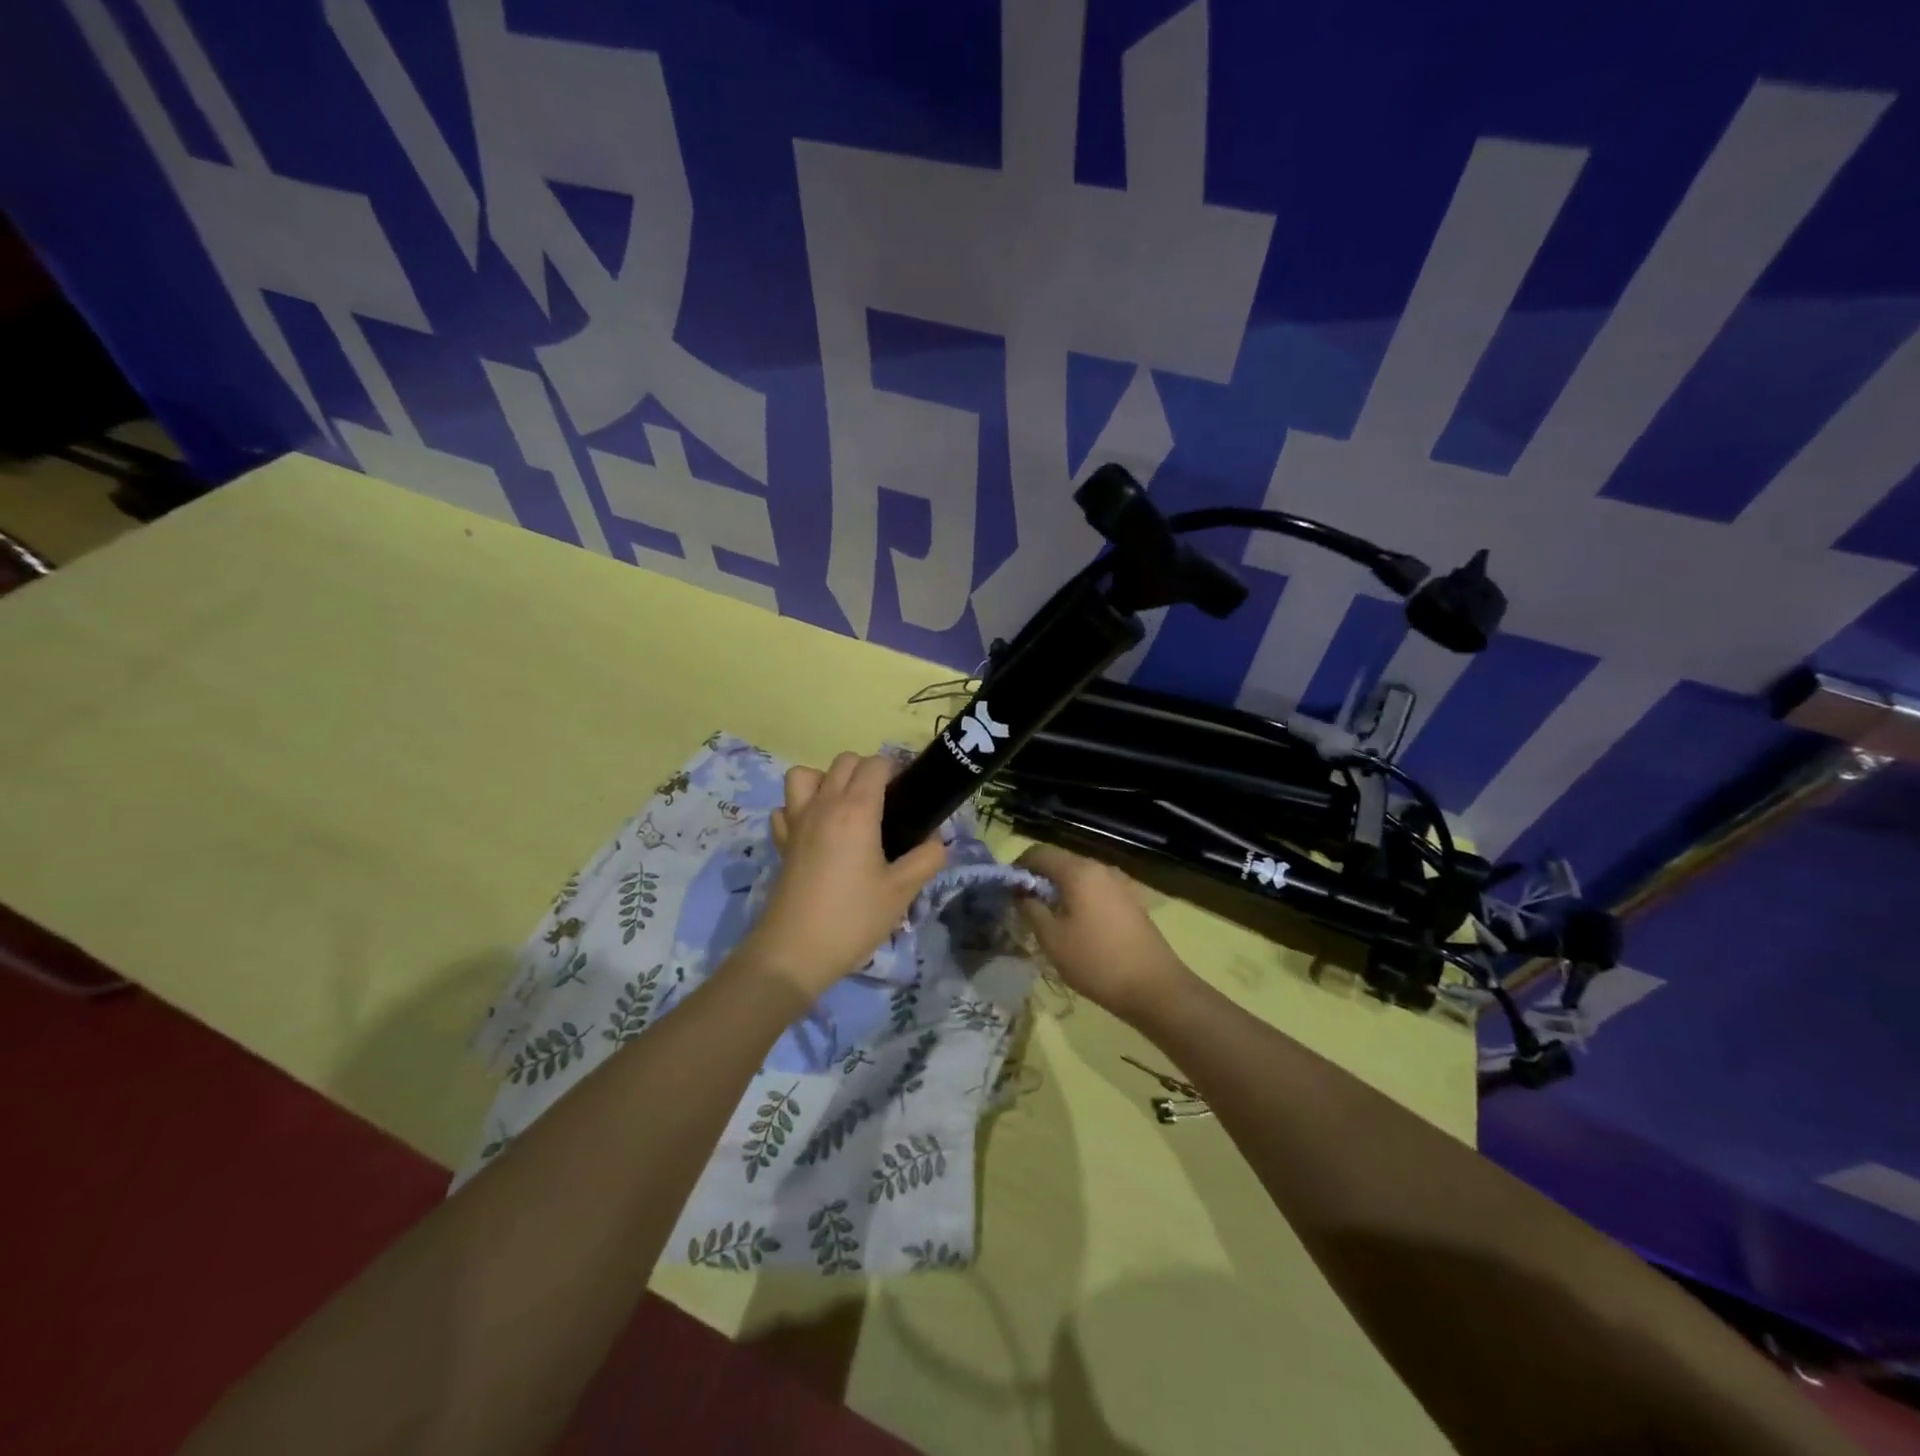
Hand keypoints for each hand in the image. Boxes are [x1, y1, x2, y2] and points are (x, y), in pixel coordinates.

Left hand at [736, 752, 946, 999]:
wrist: (795, 952)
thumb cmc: (854, 918)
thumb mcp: (903, 891)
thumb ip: (927, 858)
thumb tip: (936, 840)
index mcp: (857, 810)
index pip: (876, 764)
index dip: (896, 770)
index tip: (910, 794)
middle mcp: (824, 805)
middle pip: (844, 761)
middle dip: (867, 771)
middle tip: (886, 804)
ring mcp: (796, 821)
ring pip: (805, 775)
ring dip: (826, 780)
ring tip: (845, 808)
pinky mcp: (781, 842)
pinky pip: (785, 808)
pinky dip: (798, 809)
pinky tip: (815, 831)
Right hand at [1015, 843, 1191, 1024]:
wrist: (1154, 987)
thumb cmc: (1096, 961)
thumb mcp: (1051, 938)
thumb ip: (1030, 908)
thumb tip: (1021, 892)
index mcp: (1078, 871)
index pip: (1038, 852)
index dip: (1018, 867)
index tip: (1008, 892)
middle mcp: (1100, 868)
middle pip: (1060, 862)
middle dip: (1039, 880)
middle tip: (1025, 909)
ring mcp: (1120, 883)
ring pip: (1079, 877)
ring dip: (1060, 891)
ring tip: (1050, 921)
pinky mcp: (1131, 900)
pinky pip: (1096, 890)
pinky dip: (1080, 899)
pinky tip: (1078, 928)